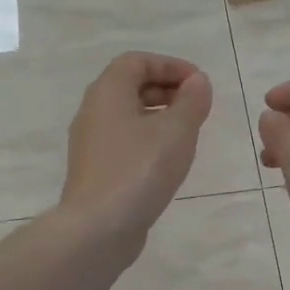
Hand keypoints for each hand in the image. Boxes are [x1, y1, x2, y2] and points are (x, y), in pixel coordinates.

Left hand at [59, 53, 212, 242]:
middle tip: (197, 107)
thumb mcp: (176, 131)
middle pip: (130, 86)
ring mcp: (91, 143)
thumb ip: (191, 101)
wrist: (98, 228)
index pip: (136, 61)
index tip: (199, 84)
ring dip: (159, 116)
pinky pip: (124, 140)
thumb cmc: (139, 170)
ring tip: (188, 133)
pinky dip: (148, 139)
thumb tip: (197, 82)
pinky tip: (168, 160)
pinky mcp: (95, 169)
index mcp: (107, 92)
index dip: (170, 66)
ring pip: (127, 115)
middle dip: (166, 89)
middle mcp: (93, 111)